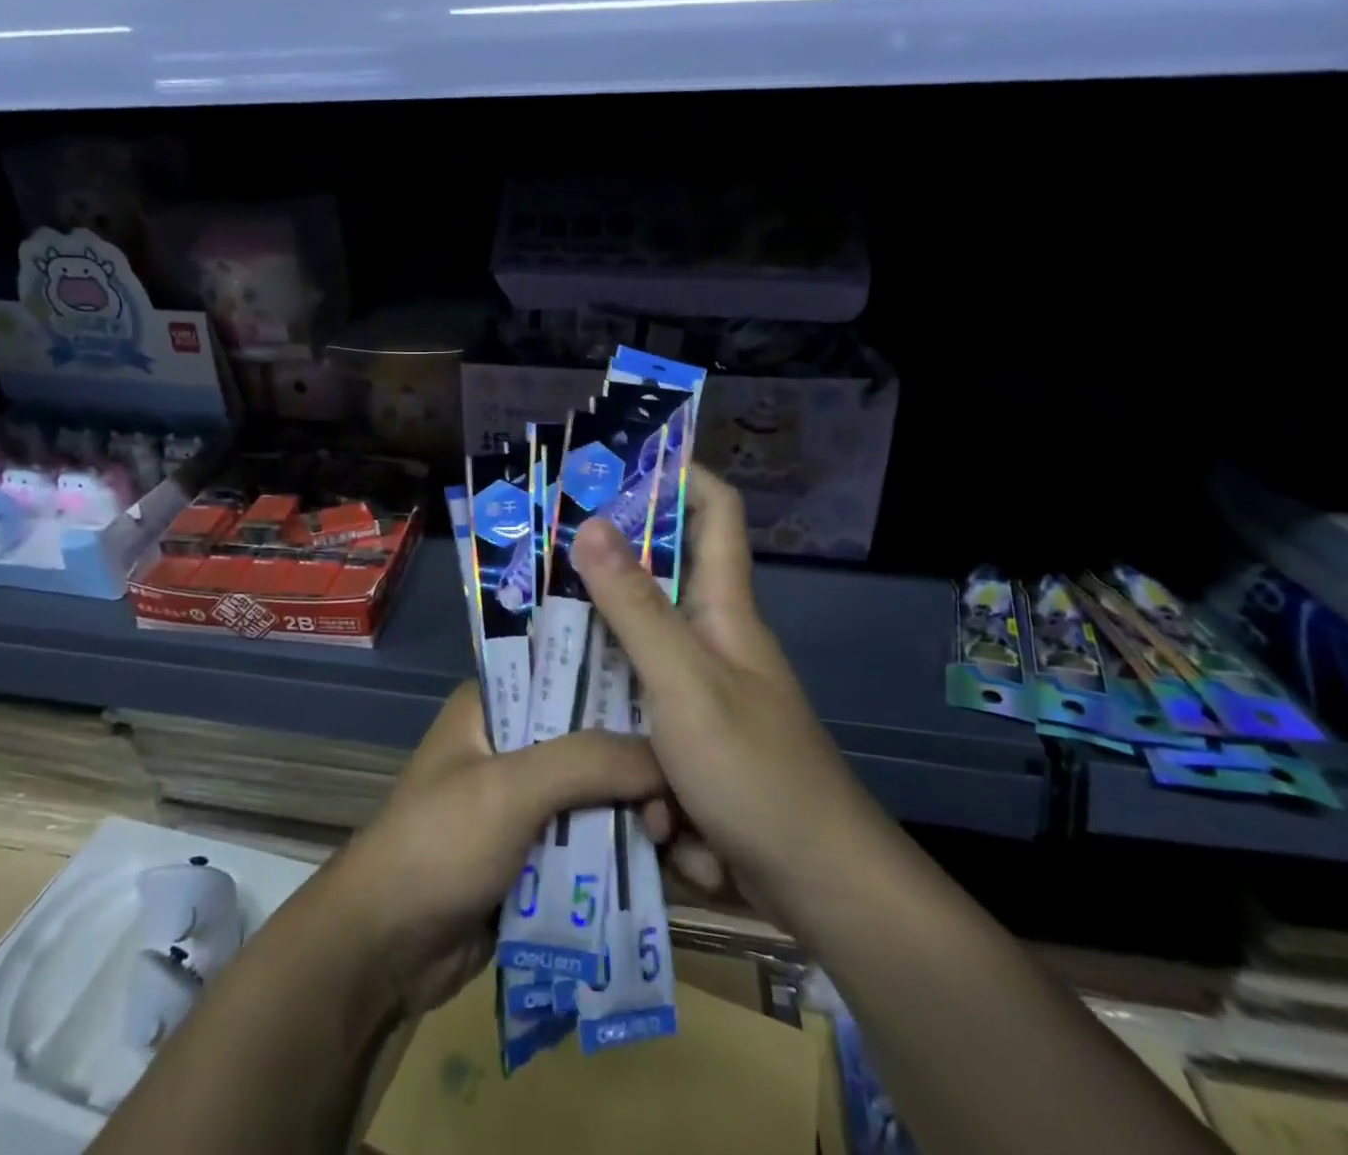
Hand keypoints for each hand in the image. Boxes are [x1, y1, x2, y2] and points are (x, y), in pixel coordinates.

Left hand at [324, 682, 664, 1016]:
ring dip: (633, 813)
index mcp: (493, 704)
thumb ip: (587, 762)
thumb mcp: (510, 789)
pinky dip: (620, 848)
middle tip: (683, 798)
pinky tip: (665, 863)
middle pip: (590, 739)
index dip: (621, 689)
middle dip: (635, 766)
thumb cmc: (439, 844)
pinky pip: (588, 838)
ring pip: (595, 792)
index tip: (678, 713)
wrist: (384, 948)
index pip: (567, 675)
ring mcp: (523, 799)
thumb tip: (667, 760)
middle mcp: (511, 742)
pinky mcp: (533, 851)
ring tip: (681, 839)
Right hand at [569, 465, 855, 915]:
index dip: (680, 475)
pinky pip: (635, 703)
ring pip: (636, 645)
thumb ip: (635, 606)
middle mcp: (712, 637)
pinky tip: (563, 718)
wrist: (816, 885)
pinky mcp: (686, 736)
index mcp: (724, 607)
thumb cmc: (755, 769)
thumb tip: (593, 523)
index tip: (620, 462)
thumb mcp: (684, 682)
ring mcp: (699, 689)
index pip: (716, 512)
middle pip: (659, 577)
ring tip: (531, 632)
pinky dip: (607, 709)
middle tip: (541, 550)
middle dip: (605, 563)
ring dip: (595, 646)